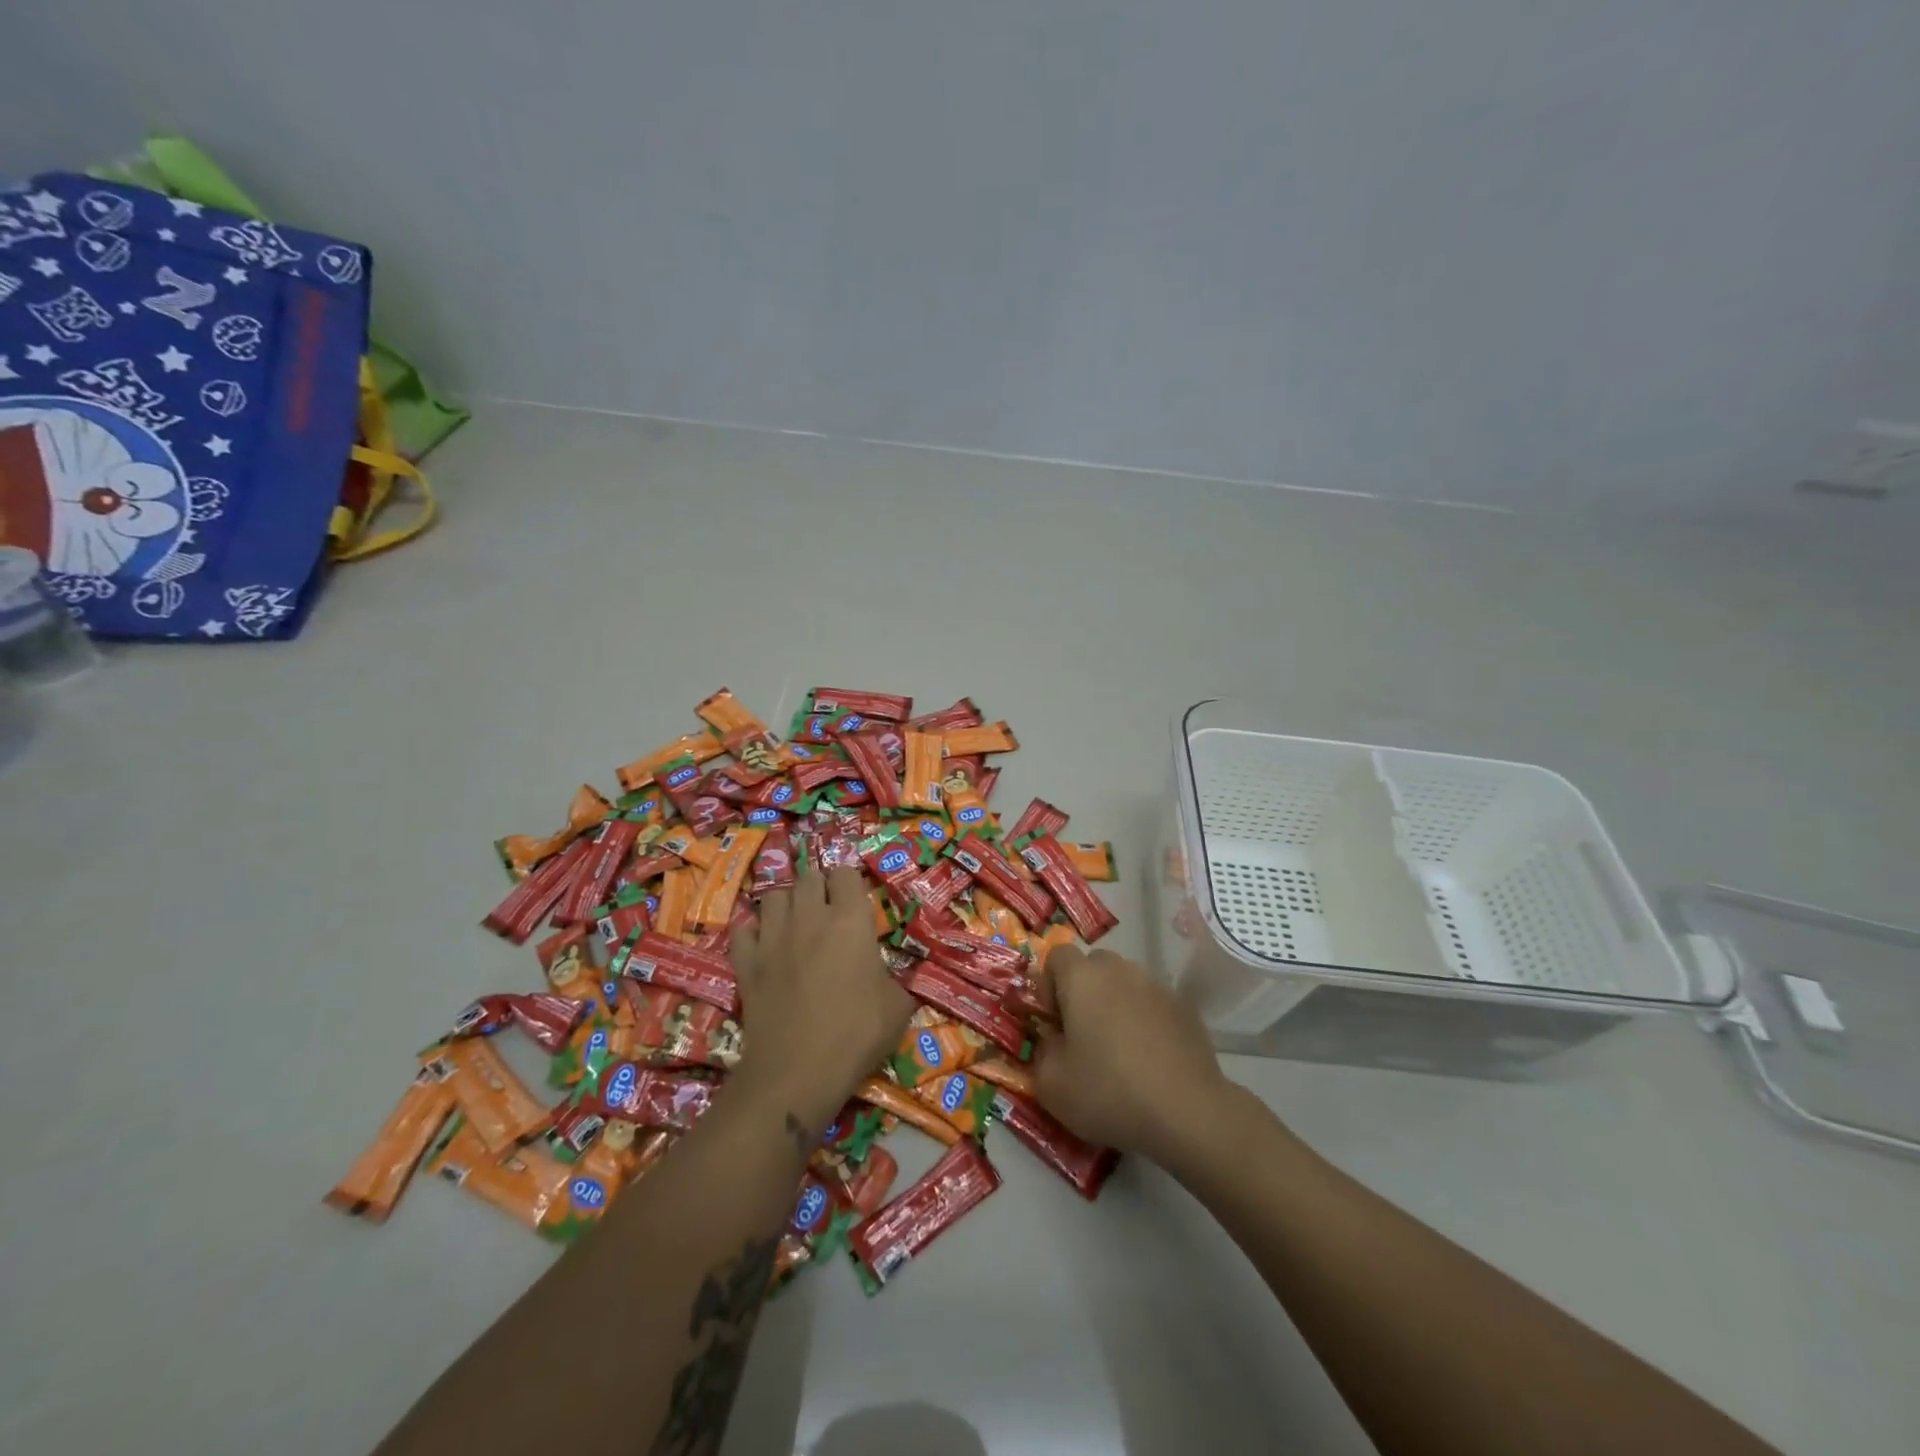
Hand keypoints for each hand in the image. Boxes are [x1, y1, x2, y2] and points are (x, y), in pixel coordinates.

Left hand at [732, 865, 914, 1132]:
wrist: (798, 1071)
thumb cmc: (857, 1035)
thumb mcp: (899, 1008)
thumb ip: (899, 980)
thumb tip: (894, 978)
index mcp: (851, 920)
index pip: (846, 873)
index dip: (851, 883)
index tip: (856, 900)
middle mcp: (809, 917)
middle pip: (808, 877)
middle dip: (819, 887)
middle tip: (828, 910)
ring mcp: (772, 937)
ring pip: (773, 896)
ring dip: (786, 904)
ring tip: (795, 923)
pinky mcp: (746, 962)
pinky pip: (743, 929)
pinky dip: (752, 932)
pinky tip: (763, 946)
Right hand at [1032, 946, 1234, 1163]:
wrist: (1187, 1112)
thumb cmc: (1109, 1093)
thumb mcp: (1052, 1085)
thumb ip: (1042, 1051)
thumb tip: (1052, 1038)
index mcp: (1082, 978)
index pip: (1057, 955)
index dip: (1049, 984)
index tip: (1054, 1020)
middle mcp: (1120, 970)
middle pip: (1094, 965)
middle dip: (1083, 991)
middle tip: (1083, 1034)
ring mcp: (1156, 986)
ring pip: (1126, 982)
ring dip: (1116, 1003)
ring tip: (1120, 1048)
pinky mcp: (1185, 1007)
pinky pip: (1153, 1003)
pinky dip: (1146, 1020)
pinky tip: (1151, 1058)